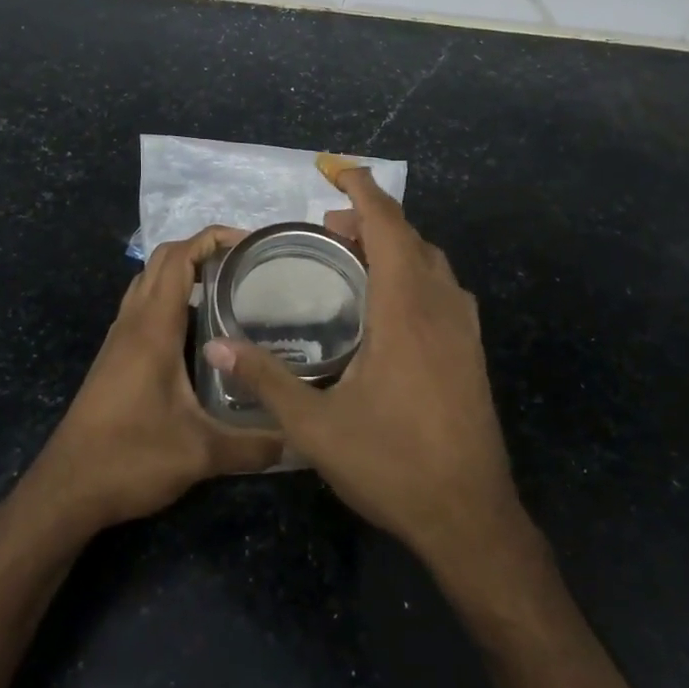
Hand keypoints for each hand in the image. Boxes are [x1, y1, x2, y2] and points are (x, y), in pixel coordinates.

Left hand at [23, 226, 283, 533]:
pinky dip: (169, 298)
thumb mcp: (201, 454)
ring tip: (227, 289)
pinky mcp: (114, 358)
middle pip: (162, 260)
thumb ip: (254, 445)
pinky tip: (198, 330)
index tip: (251, 243)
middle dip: (202, 249)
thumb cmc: (130, 458)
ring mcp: (119, 339)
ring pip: (148, 282)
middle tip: (245, 265)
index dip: (213, 238)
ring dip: (182, 272)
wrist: (66, 491)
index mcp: (153, 328)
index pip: (179, 258)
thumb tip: (300, 440)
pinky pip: (142, 307)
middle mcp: (133, 323)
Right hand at [203, 169, 530, 580]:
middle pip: (410, 237)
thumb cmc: (392, 465)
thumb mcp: (316, 427)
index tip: (334, 170)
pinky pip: (442, 288)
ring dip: (395, 245)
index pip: (387, 224)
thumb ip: (266, 380)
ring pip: (431, 261)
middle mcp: (441, 305)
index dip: (362, 190)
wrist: (470, 516)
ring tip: (354, 258)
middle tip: (328, 229)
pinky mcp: (472, 351)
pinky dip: (413, 272)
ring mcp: (464, 328)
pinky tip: (389, 304)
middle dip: (370, 219)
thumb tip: (216, 345)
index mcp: (406, 308)